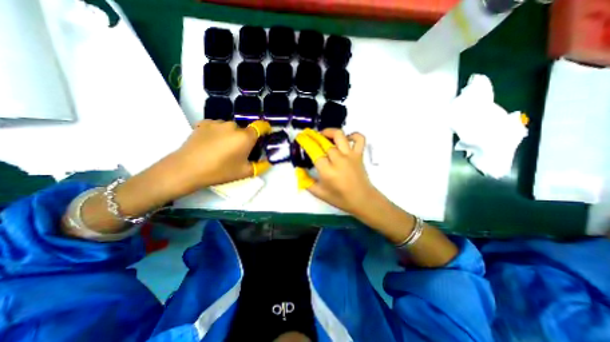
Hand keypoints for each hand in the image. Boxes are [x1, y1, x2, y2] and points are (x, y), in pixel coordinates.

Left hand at [167, 119, 269, 193]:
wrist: (187, 169)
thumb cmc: (220, 171)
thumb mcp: (245, 172)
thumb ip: (261, 166)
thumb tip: (268, 161)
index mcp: (245, 137)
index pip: (261, 126)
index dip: (265, 129)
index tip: (265, 135)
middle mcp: (233, 125)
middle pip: (244, 130)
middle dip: (245, 139)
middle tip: (238, 151)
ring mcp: (217, 123)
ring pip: (230, 128)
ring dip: (231, 135)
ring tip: (222, 148)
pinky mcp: (203, 123)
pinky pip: (217, 127)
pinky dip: (218, 133)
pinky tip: (211, 143)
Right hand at [295, 128, 376, 215]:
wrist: (362, 200)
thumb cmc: (340, 198)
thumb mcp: (319, 193)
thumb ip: (306, 181)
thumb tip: (298, 170)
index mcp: (327, 171)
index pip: (313, 151)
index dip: (305, 142)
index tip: (300, 137)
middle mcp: (338, 160)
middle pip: (324, 141)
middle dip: (314, 136)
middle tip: (308, 135)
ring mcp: (350, 156)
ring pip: (339, 136)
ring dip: (329, 131)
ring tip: (323, 134)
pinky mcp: (359, 155)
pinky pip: (359, 139)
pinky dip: (353, 135)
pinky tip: (346, 139)